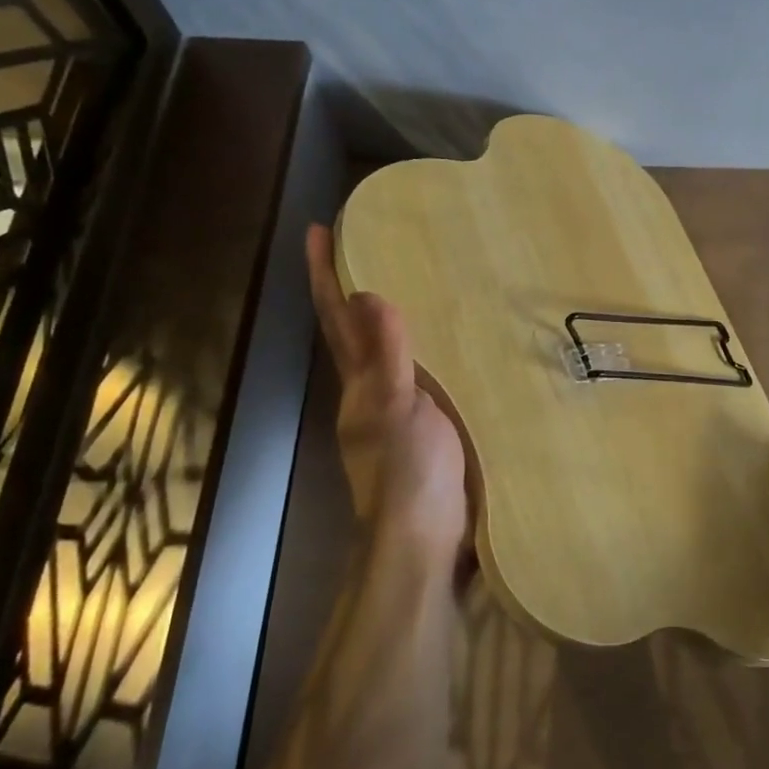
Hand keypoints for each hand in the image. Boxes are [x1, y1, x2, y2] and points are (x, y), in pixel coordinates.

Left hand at [306, 225, 468, 574]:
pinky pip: (422, 373)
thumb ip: (388, 357)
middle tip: (370, 244)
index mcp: (360, 384)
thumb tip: (369, 294)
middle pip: (355, 332)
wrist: (424, 539)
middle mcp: (370, 392)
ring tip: (414, 279)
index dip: (324, 276)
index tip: (316, 230)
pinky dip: (426, 348)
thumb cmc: (409, 474)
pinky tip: (452, 340)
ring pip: (388, 352)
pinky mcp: (427, 426)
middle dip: (353, 288)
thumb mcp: (398, 410)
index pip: (337, 319)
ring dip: (390, 316)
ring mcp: (397, 411)